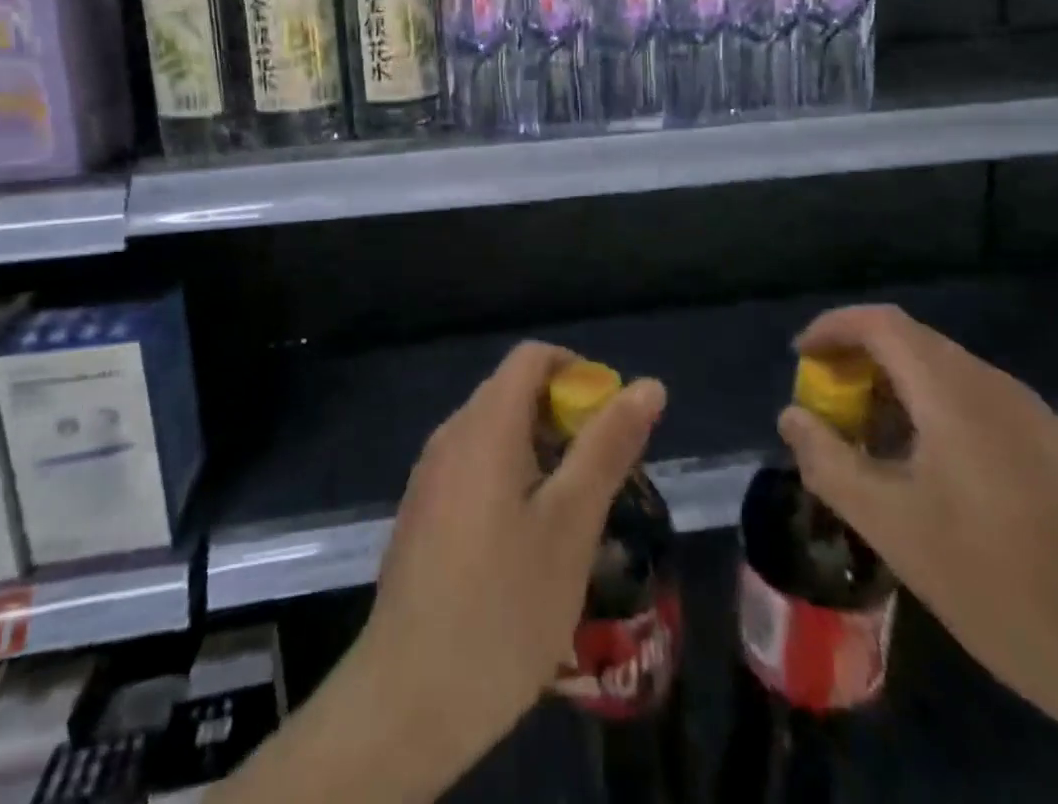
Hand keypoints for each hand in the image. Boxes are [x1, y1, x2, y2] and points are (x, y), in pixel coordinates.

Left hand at [353, 341, 666, 784]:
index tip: (611, 422)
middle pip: (514, 392)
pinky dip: (512, 478)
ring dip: (542, 453)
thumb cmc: (504, 605)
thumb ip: (608, 446)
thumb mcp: (572, 524)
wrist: (409, 701)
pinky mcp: (422, 513)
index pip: (533, 357)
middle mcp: (450, 435)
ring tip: (574, 515)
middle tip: (602, 477)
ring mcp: (430, 476)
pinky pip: (474, 467)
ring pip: (496, 434)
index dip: (579, 373)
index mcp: (484, 425)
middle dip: (565, 419)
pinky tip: (529, 543)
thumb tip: (648, 386)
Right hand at [777, 305, 1057, 782]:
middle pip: (909, 344)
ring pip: (941, 377)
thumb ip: (830, 463)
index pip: (879, 323)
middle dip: (857, 365)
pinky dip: (928, 417)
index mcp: (953, 390)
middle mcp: (993, 386)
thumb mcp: (894, 527)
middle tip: (825, 412)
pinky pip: (971, 406)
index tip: (799, 360)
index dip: (831, 329)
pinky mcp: (1052, 452)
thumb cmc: (1004, 584)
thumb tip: (792, 417)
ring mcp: (1030, 418)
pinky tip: (923, 476)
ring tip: (866, 447)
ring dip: (892, 394)